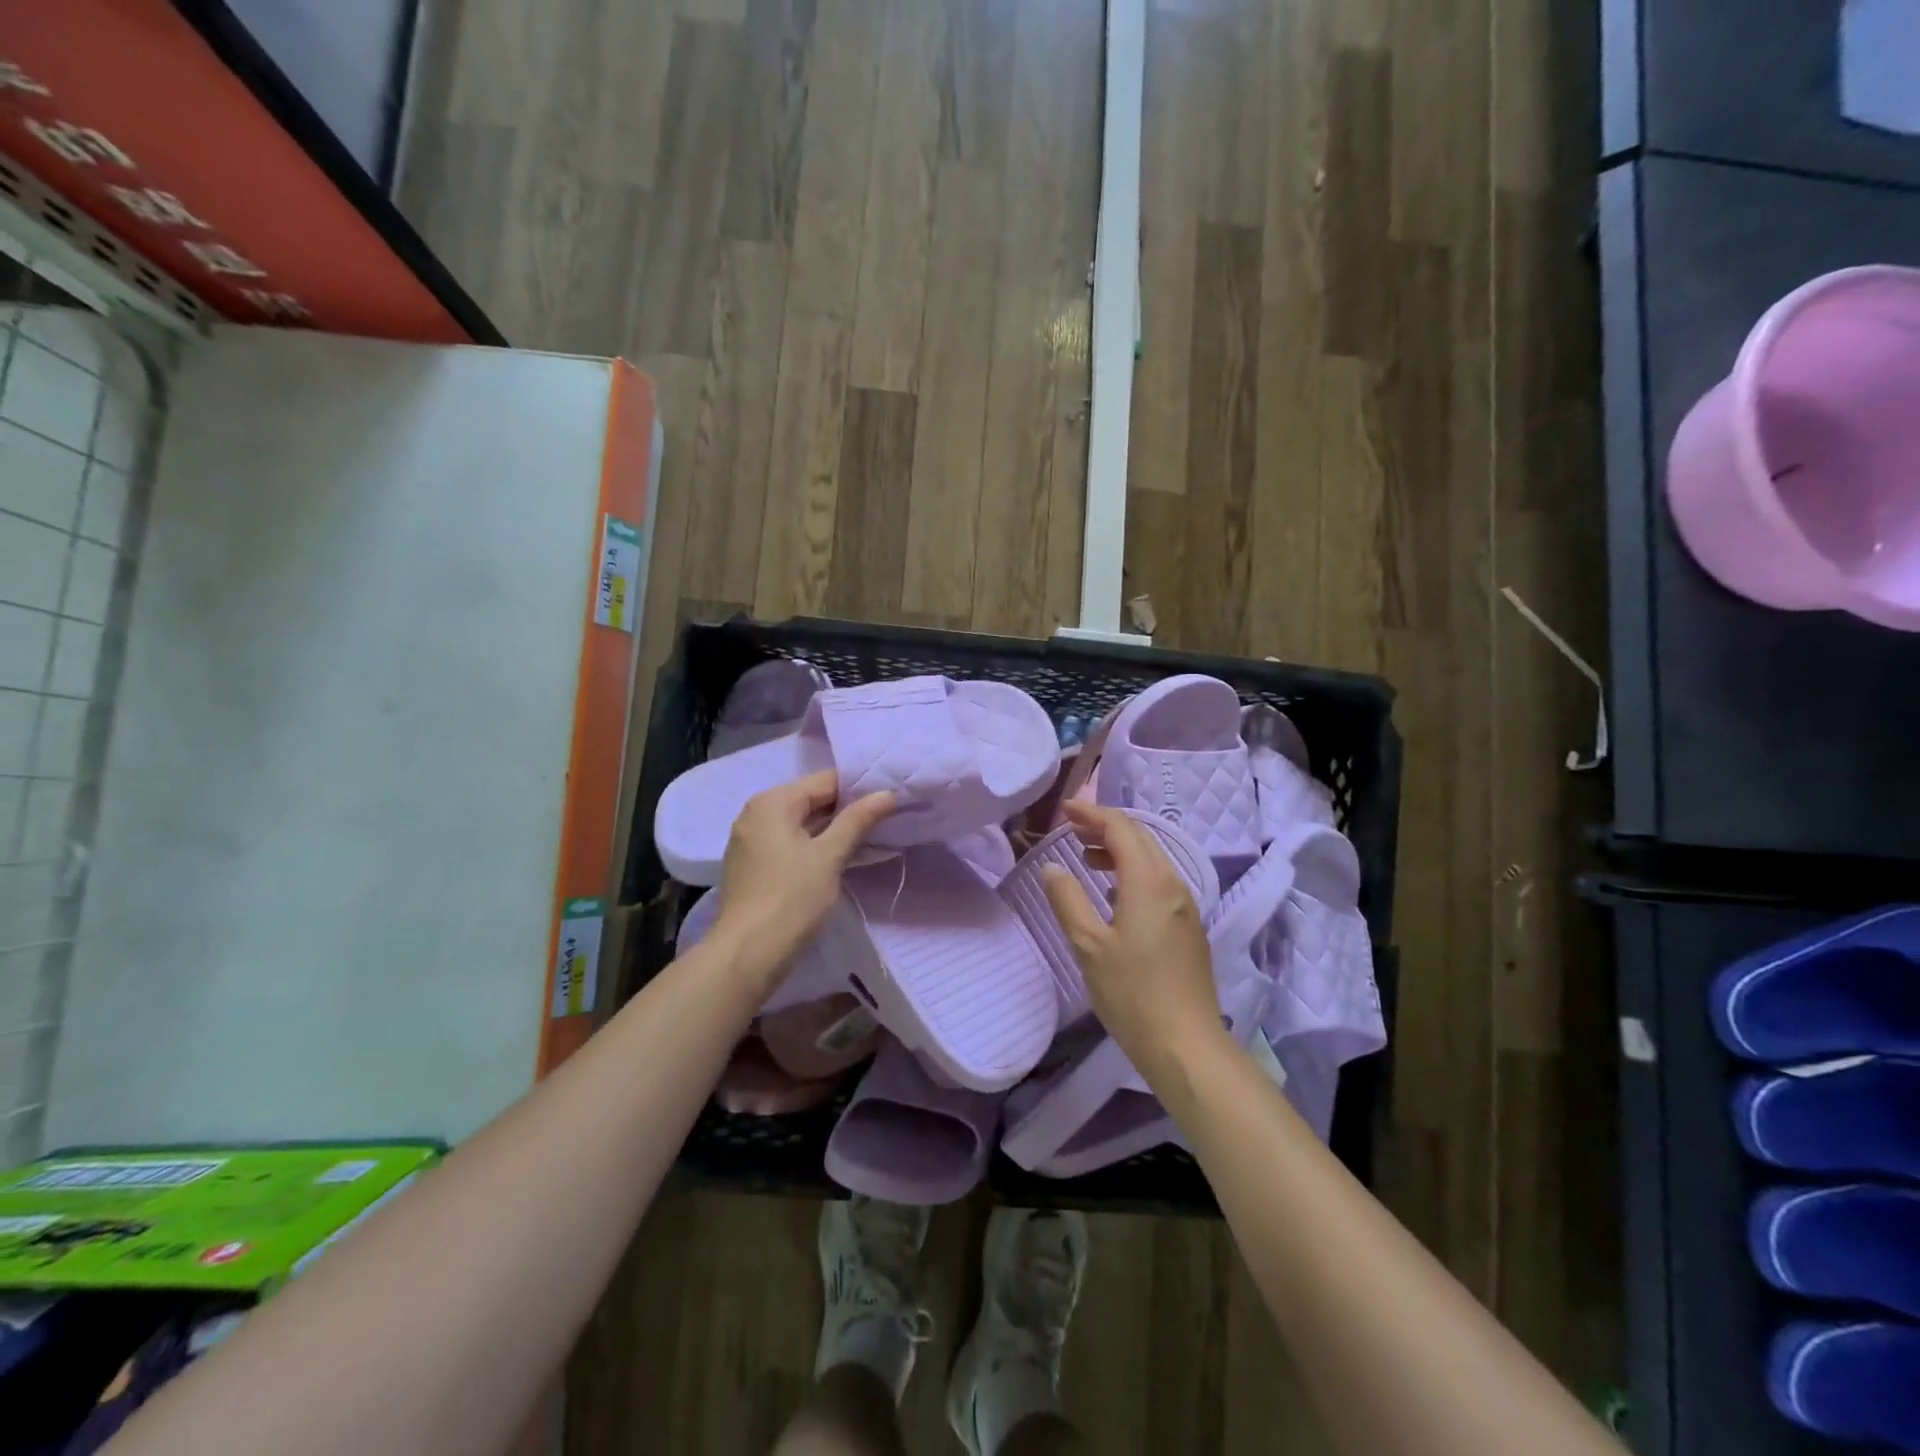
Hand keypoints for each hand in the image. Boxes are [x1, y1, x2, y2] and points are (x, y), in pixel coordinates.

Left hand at [711, 770, 895, 995]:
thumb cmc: (791, 898)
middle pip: (812, 800)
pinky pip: (791, 844)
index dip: (860, 788)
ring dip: (834, 830)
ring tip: (873, 835)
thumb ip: (858, 819)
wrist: (748, 954)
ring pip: (803, 825)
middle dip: (848, 809)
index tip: (891, 797)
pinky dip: (816, 847)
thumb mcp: (830, 855)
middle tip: (888, 816)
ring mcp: (752, 841)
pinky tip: (842, 857)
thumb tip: (887, 793)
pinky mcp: (755, 866)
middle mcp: (757, 813)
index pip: (825, 781)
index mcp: (772, 802)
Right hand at [1040, 801, 1224, 1072]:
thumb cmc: (1132, 993)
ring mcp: (1186, 905)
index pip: (1121, 828)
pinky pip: (1159, 880)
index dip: (1092, 813)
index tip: (1064, 809)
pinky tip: (1113, 893)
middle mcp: (1173, 884)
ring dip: (1119, 850)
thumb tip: (1052, 867)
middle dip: (1105, 827)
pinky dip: (1132, 872)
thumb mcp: (1088, 945)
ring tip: (1086, 860)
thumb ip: (1067, 900)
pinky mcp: (1188, 926)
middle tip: (1072, 829)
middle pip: (1141, 838)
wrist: (1187, 1045)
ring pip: (1152, 859)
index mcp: (1149, 882)